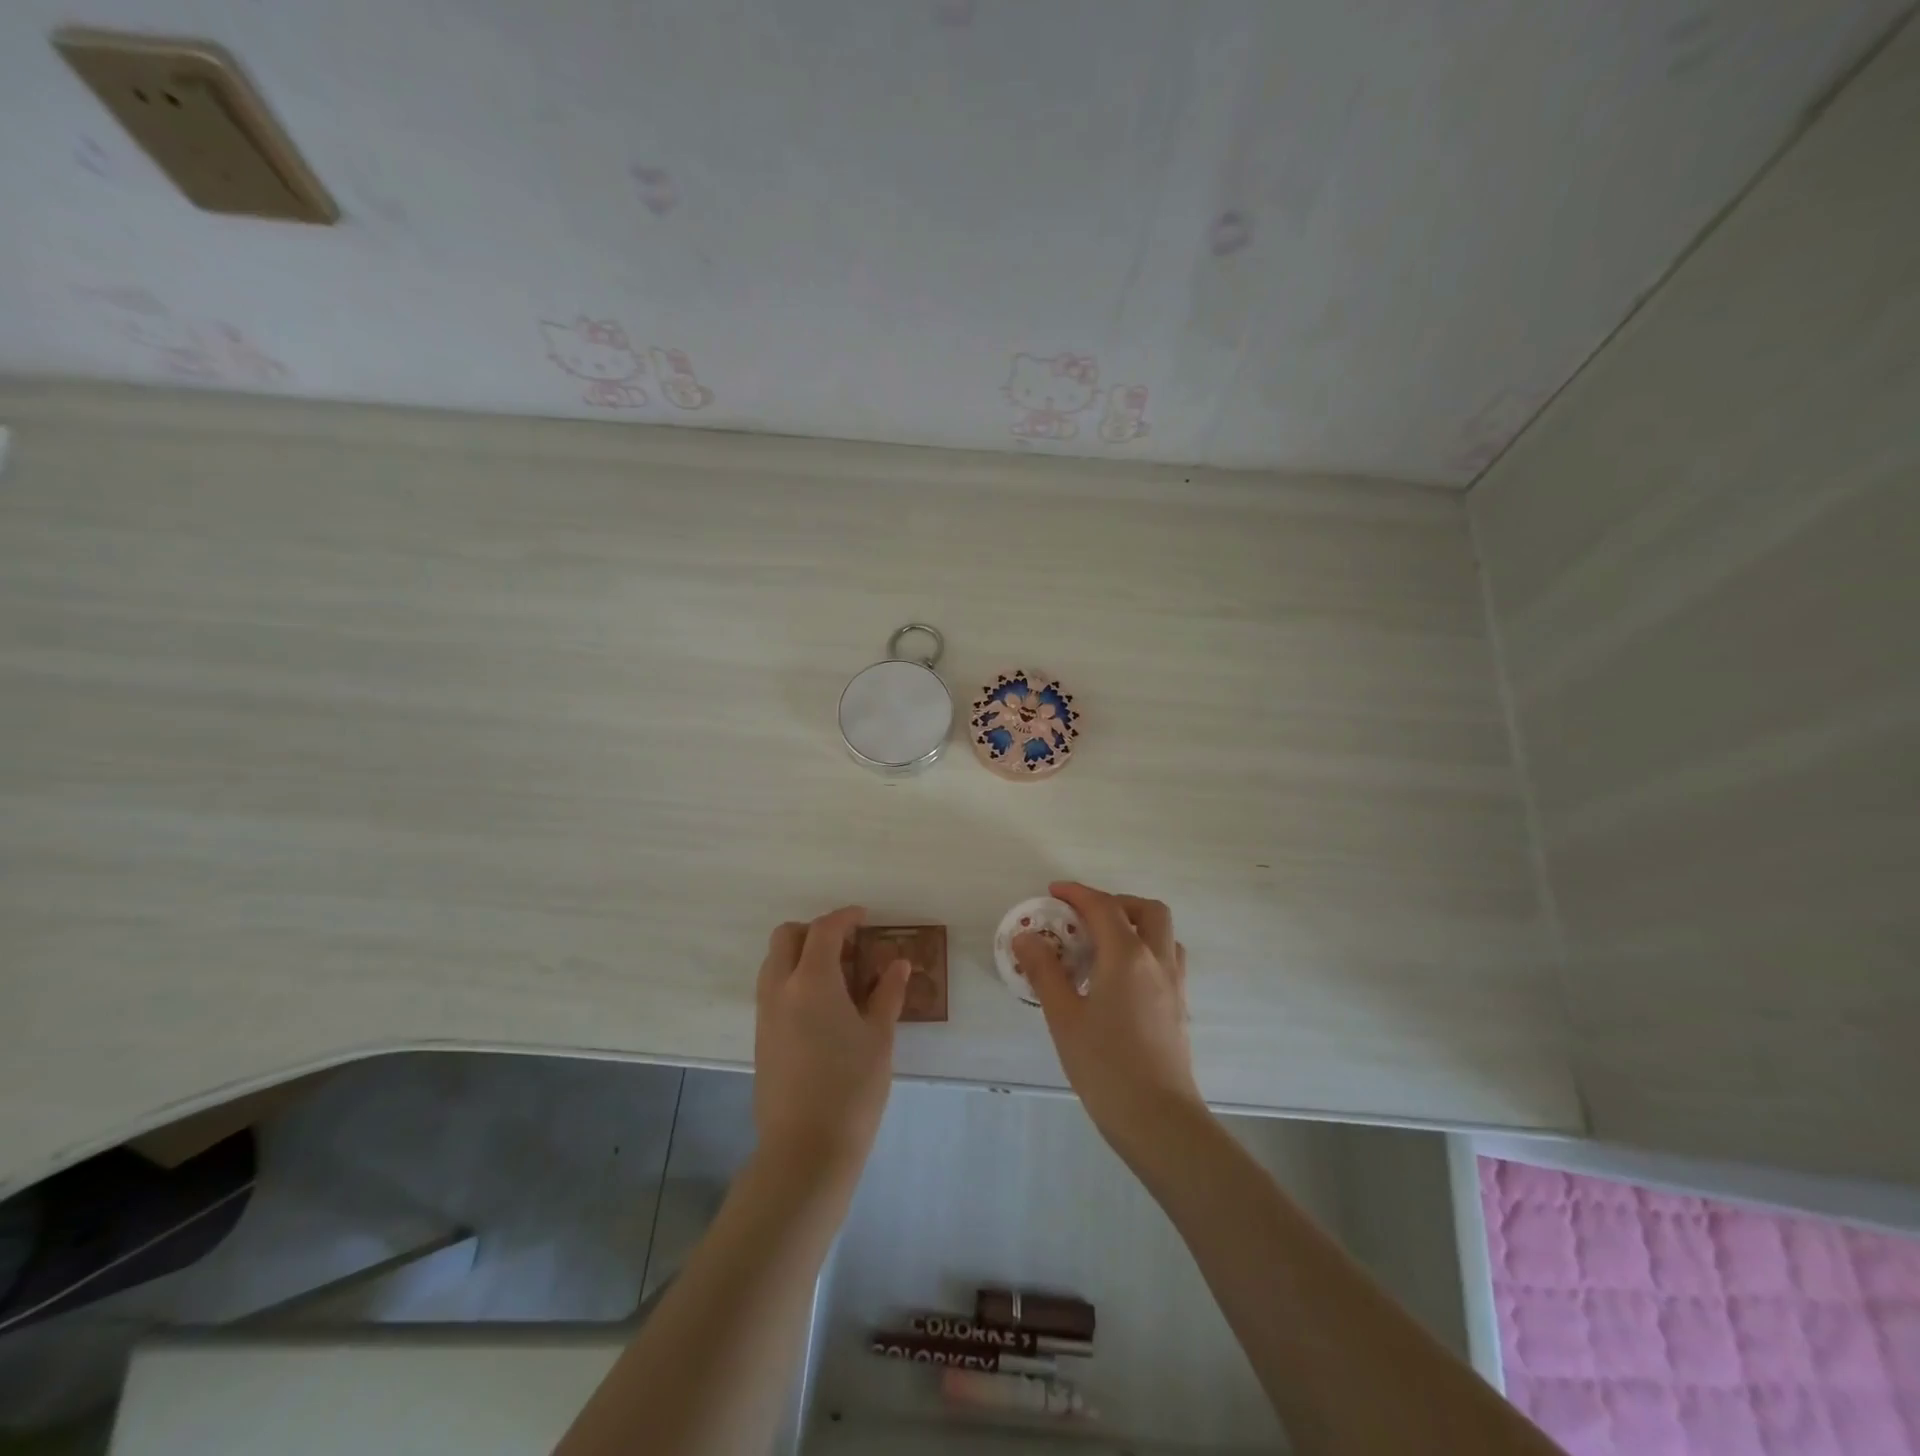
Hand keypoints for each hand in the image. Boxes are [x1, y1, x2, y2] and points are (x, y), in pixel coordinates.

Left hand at [754, 906, 909, 1184]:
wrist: (805, 1150)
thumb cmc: (851, 1088)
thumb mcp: (879, 1037)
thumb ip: (887, 993)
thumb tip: (897, 963)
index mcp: (812, 981)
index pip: (824, 930)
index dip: (845, 917)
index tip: (865, 918)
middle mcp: (780, 989)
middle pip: (786, 937)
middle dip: (814, 931)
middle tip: (847, 945)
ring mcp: (765, 1014)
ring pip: (774, 962)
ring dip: (801, 954)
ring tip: (838, 976)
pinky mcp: (761, 1037)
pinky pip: (772, 989)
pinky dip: (793, 979)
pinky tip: (823, 1006)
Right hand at [1014, 882, 1204, 1162]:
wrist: (1159, 1120)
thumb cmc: (1105, 1066)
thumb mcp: (1063, 1017)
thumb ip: (1044, 972)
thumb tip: (1026, 937)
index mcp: (1126, 956)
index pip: (1103, 906)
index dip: (1077, 893)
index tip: (1053, 893)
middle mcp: (1157, 961)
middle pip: (1147, 909)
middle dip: (1116, 902)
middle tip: (1085, 917)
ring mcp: (1174, 984)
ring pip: (1163, 934)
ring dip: (1136, 924)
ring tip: (1103, 946)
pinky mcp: (1180, 1007)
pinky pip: (1167, 959)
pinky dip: (1145, 950)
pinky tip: (1120, 980)